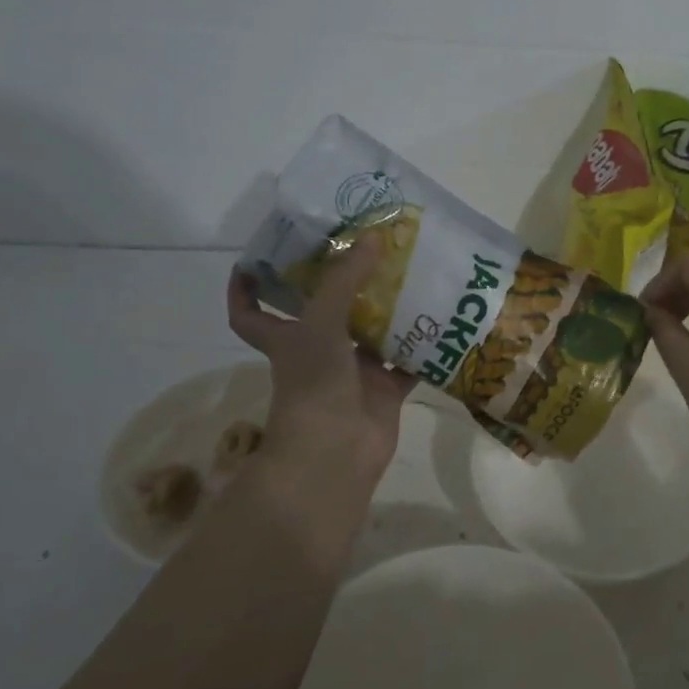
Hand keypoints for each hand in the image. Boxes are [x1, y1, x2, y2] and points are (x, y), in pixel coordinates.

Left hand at [227, 235, 415, 495]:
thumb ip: (345, 279)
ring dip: (390, 310)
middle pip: (326, 313)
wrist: (337, 453)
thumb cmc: (314, 384)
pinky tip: (443, 318)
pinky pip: (407, 362)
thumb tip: (373, 236)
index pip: (251, 313)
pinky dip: (423, 346)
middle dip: (345, 285)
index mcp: (287, 338)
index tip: (255, 259)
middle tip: (367, 250)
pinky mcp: (384, 390)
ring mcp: (353, 373)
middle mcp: (318, 352)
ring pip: (372, 334)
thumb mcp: (322, 322)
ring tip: (414, 274)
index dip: (245, 288)